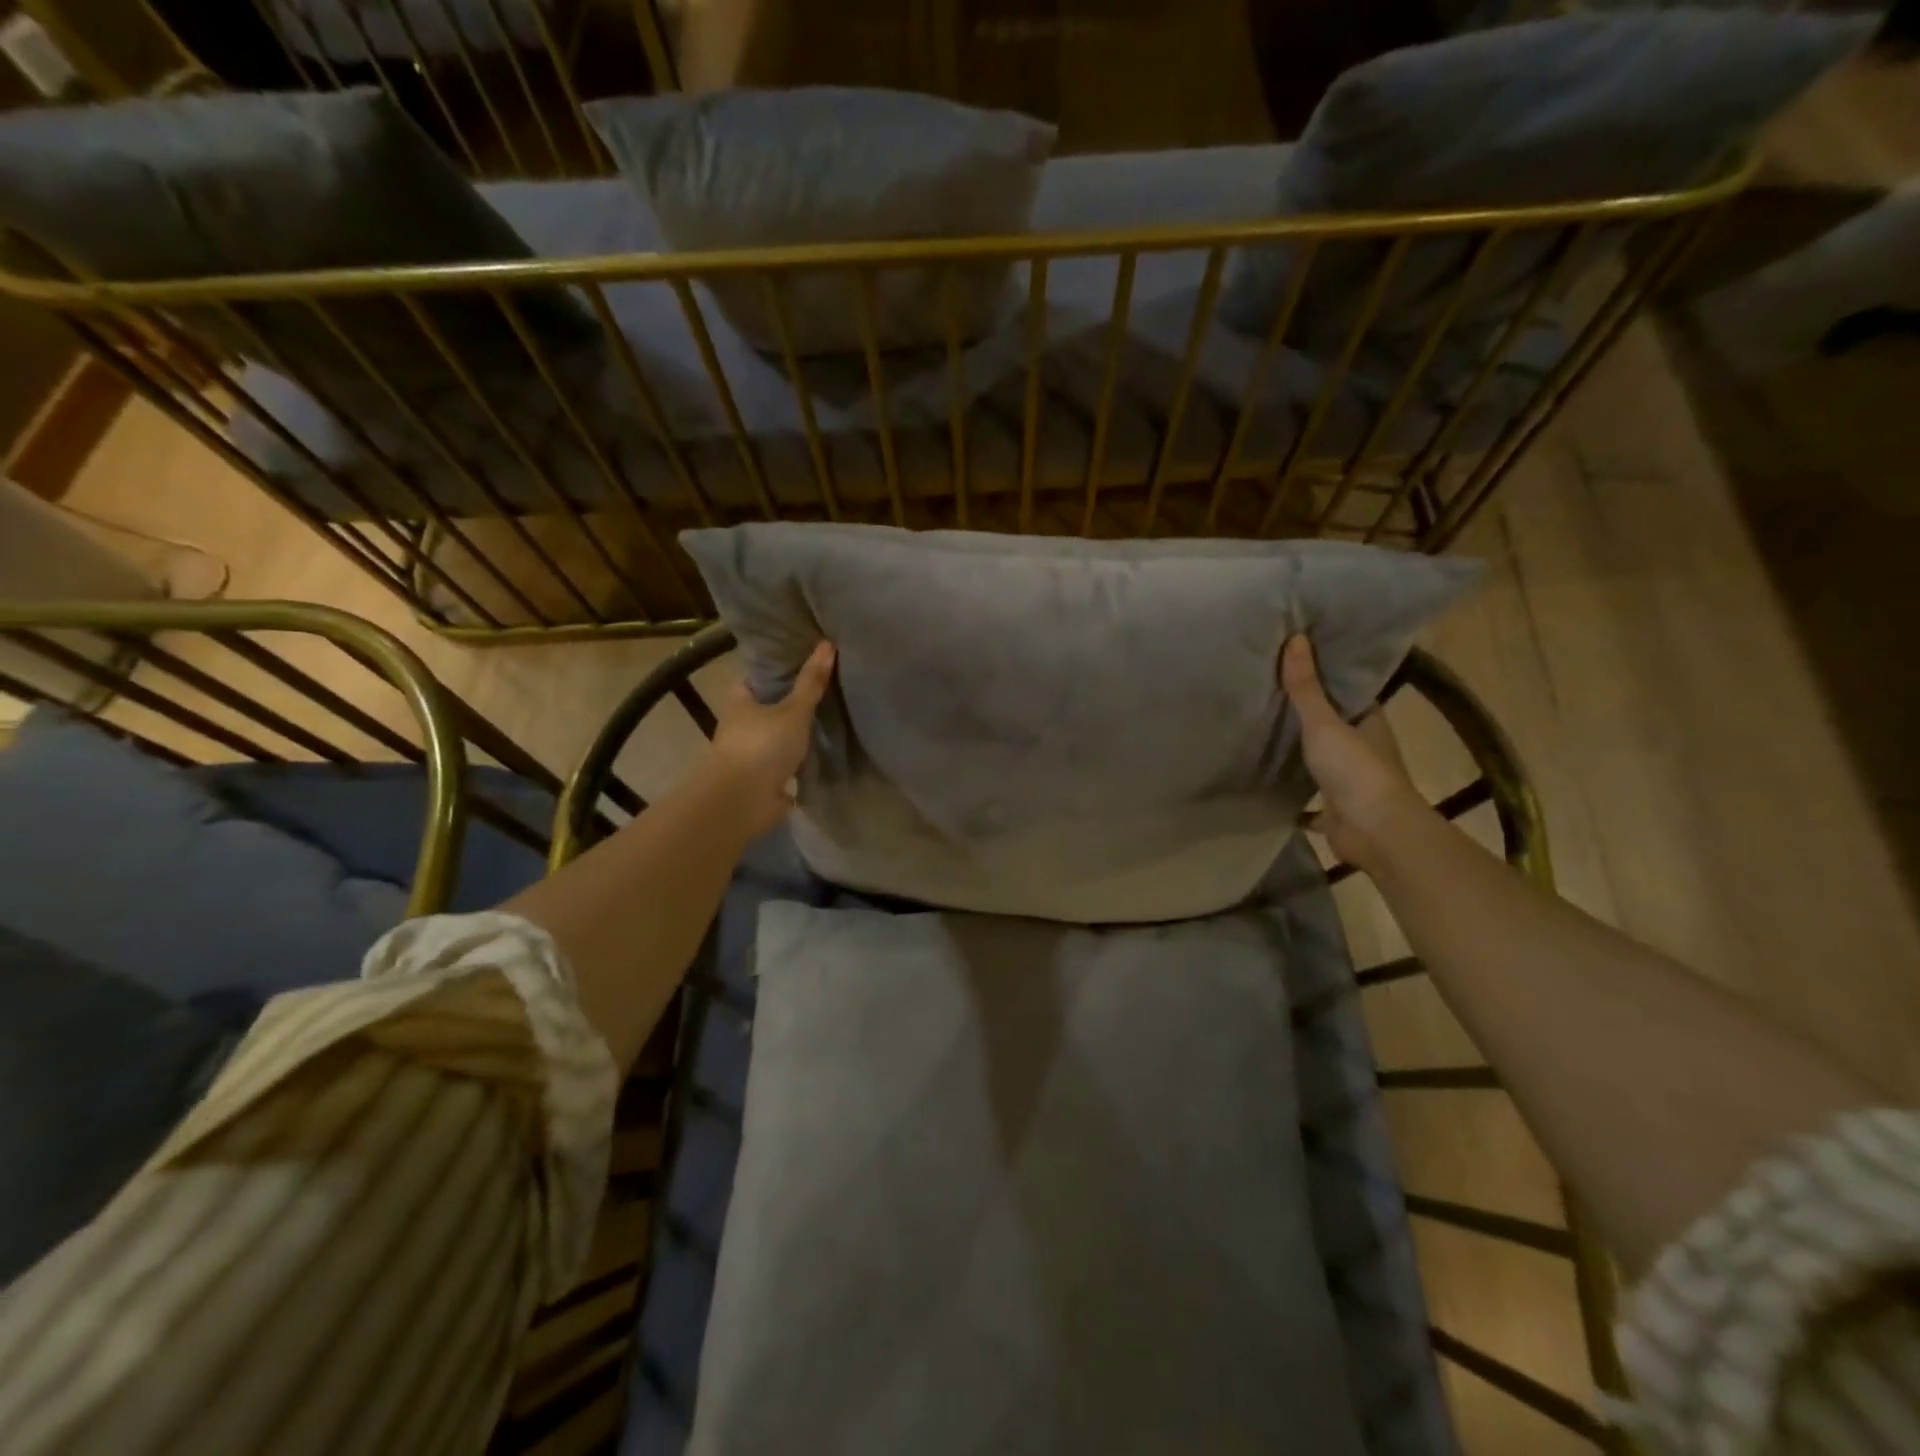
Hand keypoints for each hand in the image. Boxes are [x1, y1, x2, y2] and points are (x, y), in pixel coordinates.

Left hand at [705, 641, 835, 836]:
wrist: (743, 800)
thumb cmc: (763, 746)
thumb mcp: (793, 710)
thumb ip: (811, 682)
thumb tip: (827, 643)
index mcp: (739, 700)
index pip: (758, 676)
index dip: (780, 668)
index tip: (806, 660)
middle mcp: (741, 724)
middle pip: (769, 705)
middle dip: (792, 700)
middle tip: (826, 687)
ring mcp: (751, 752)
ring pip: (778, 734)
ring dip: (796, 731)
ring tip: (830, 717)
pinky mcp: (763, 777)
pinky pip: (786, 761)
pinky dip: (801, 758)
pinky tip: (823, 751)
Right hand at [1281, 635, 1423, 871]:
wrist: (1375, 831)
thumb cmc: (1355, 769)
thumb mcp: (1324, 722)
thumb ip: (1306, 687)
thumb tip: (1296, 637)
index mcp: (1369, 723)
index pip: (1350, 693)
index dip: (1329, 677)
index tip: (1300, 661)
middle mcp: (1364, 750)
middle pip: (1335, 726)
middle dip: (1310, 715)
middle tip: (1271, 692)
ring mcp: (1350, 783)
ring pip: (1322, 762)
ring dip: (1301, 754)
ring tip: (1264, 734)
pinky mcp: (1336, 811)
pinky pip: (1310, 802)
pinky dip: (1294, 798)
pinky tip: (1269, 789)